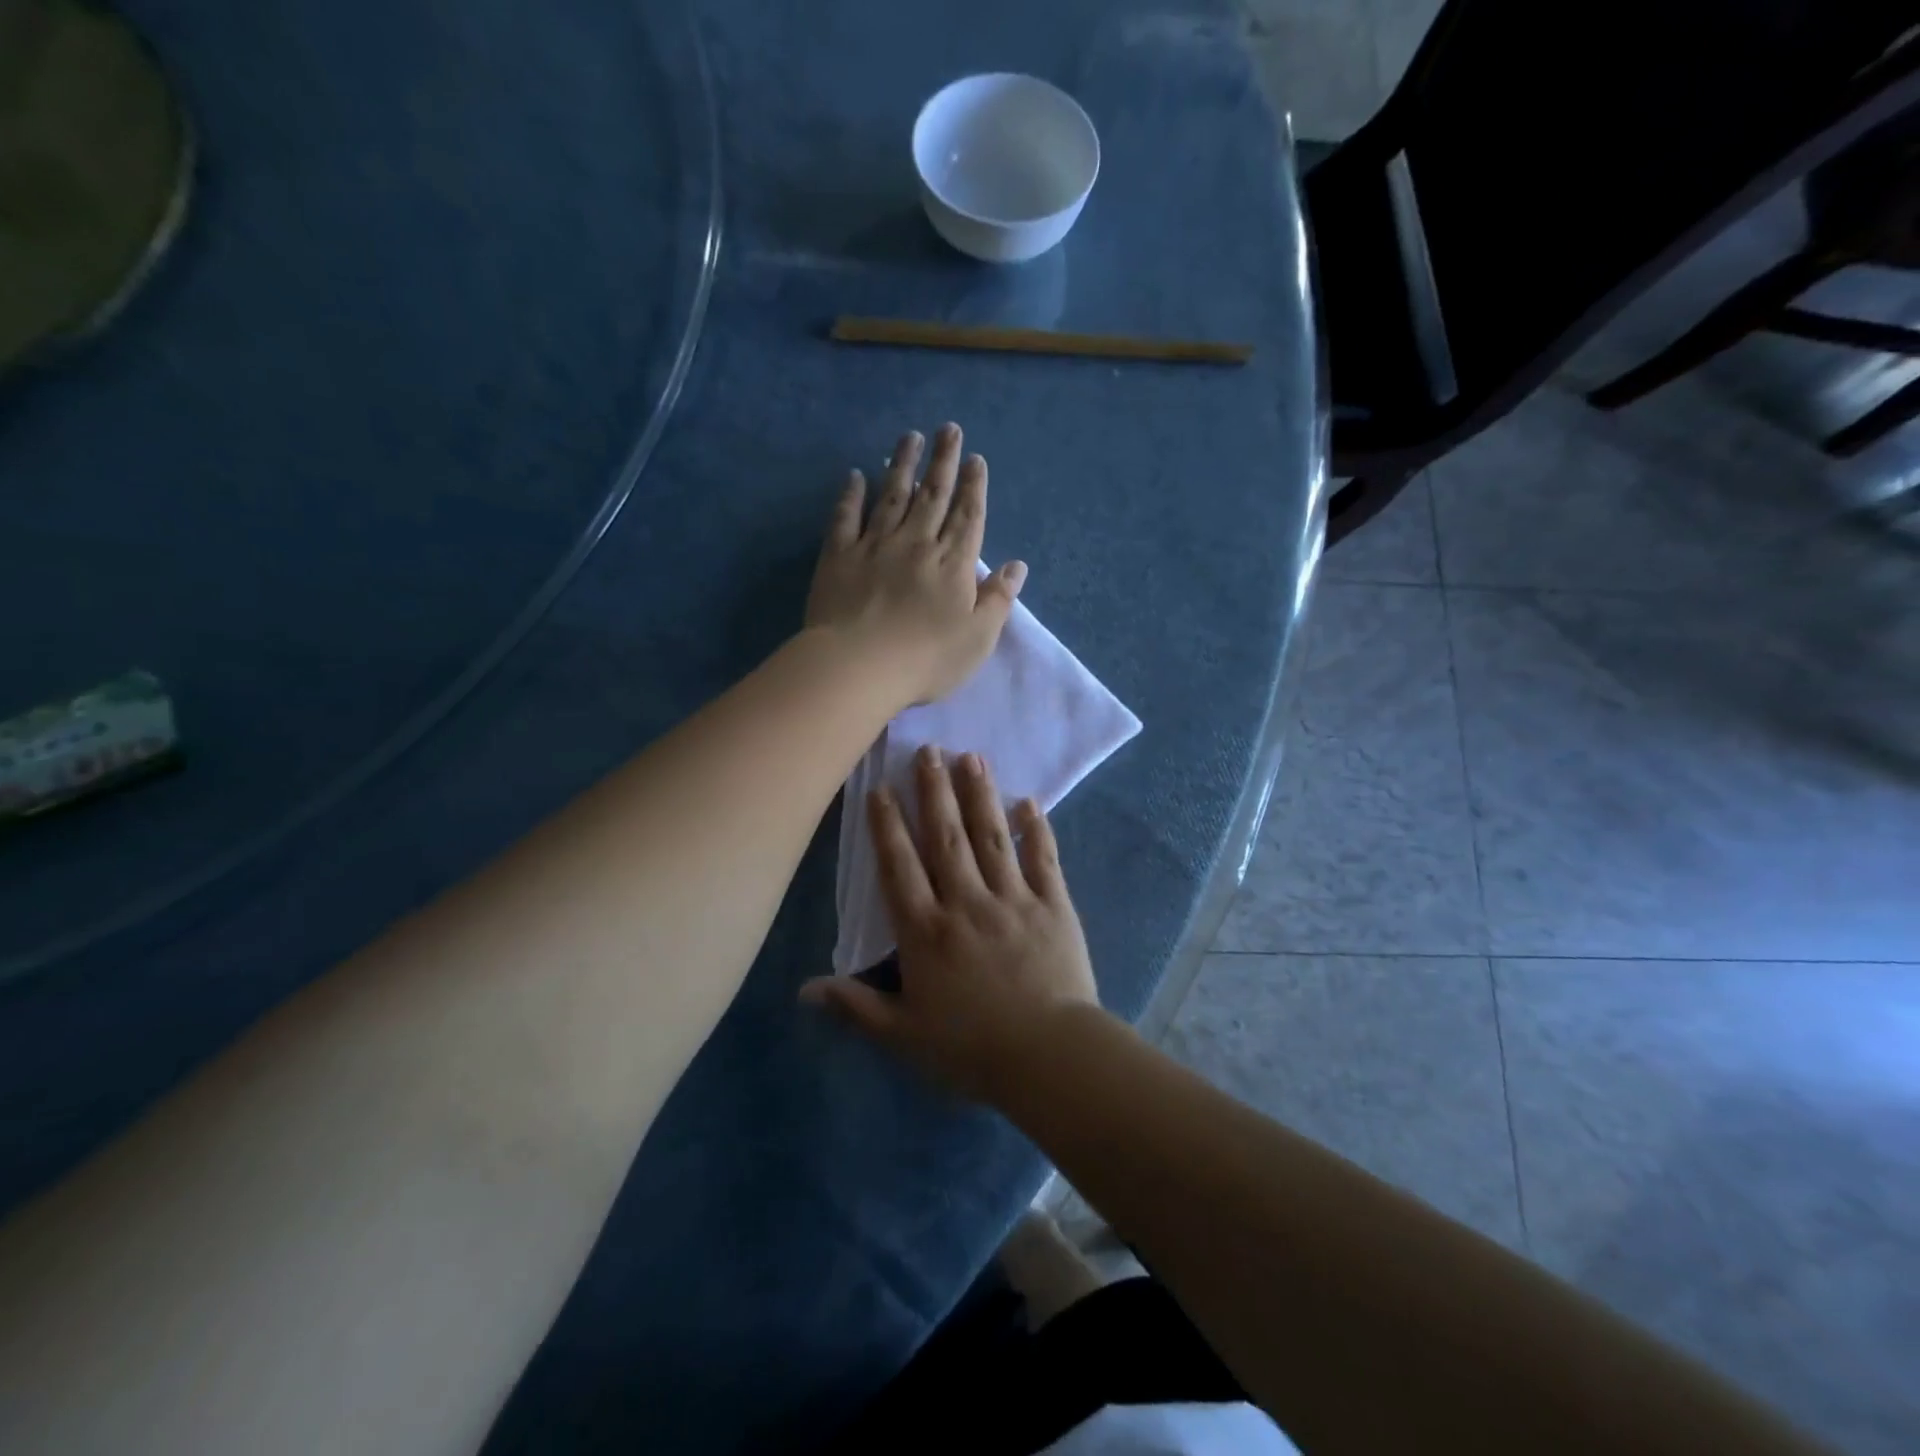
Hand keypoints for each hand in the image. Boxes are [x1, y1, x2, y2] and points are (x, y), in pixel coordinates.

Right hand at [800, 746, 1101, 1103]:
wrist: (1049, 1057)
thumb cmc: (971, 1049)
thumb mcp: (903, 1035)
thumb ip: (855, 1006)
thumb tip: (803, 989)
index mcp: (926, 931)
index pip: (899, 867)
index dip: (887, 825)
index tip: (881, 787)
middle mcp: (966, 902)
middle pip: (946, 837)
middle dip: (934, 791)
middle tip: (929, 749)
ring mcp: (1013, 899)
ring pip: (991, 836)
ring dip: (980, 795)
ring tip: (971, 756)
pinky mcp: (1053, 905)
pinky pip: (1043, 858)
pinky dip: (1036, 828)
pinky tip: (1029, 800)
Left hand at [805, 423, 1027, 707]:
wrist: (859, 666)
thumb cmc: (926, 660)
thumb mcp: (977, 638)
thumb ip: (998, 600)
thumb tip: (1017, 566)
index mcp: (953, 564)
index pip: (968, 517)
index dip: (974, 487)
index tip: (976, 459)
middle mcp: (916, 544)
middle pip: (933, 495)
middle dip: (943, 461)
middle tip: (949, 429)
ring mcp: (875, 546)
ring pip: (893, 495)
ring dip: (903, 464)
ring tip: (911, 437)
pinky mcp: (839, 556)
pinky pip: (846, 517)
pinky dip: (851, 494)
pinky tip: (855, 475)